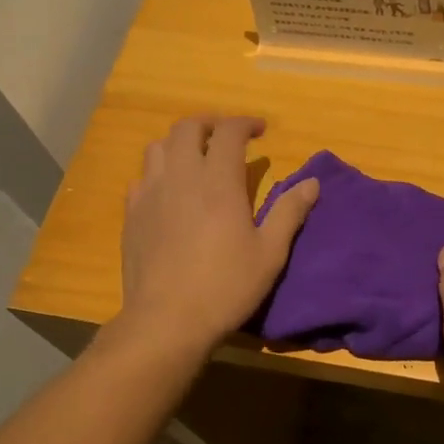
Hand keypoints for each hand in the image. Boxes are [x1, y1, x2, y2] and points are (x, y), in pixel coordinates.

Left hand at [117, 115, 318, 353]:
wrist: (167, 320)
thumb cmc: (226, 286)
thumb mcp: (270, 253)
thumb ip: (290, 212)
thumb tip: (312, 182)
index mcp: (218, 181)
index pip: (229, 132)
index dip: (245, 123)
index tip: (261, 130)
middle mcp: (181, 177)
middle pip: (187, 128)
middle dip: (211, 124)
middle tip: (228, 137)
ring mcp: (150, 194)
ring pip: (158, 147)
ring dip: (181, 143)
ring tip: (197, 157)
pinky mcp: (132, 214)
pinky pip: (142, 177)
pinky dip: (160, 172)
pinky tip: (170, 191)